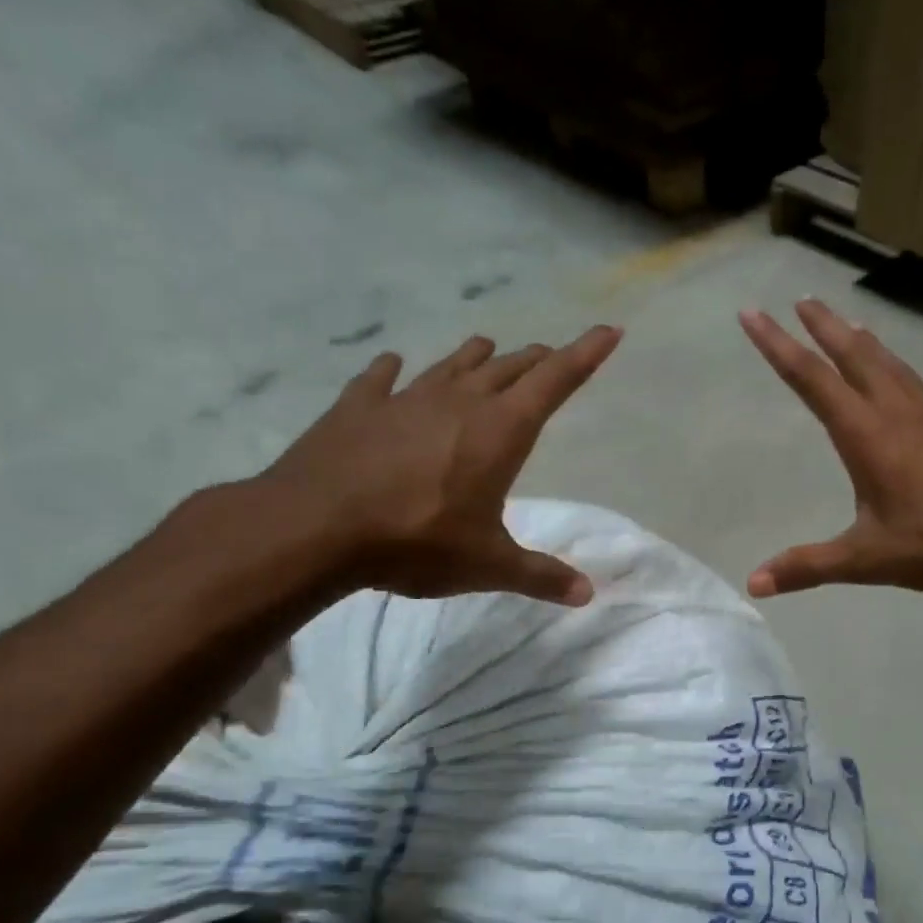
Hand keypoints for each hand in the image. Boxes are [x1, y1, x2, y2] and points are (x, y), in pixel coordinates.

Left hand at [253, 325, 620, 604]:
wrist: (314, 527)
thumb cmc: (417, 542)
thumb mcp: (488, 566)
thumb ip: (540, 576)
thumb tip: (587, 593)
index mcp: (500, 431)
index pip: (556, 380)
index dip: (586, 354)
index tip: (609, 329)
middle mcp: (459, 402)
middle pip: (509, 368)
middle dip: (535, 361)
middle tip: (549, 358)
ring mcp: (405, 399)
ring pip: (452, 365)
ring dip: (476, 358)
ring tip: (489, 350)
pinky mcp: (358, 407)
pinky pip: (381, 378)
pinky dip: (393, 371)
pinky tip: (392, 364)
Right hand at [739, 301, 922, 599]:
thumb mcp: (868, 560)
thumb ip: (810, 566)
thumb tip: (754, 584)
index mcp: (868, 436)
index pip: (812, 380)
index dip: (778, 345)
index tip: (752, 313)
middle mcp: (896, 414)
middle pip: (854, 356)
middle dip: (823, 326)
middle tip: (802, 299)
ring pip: (888, 364)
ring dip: (861, 340)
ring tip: (846, 322)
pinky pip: (911, 382)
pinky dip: (892, 364)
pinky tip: (896, 377)